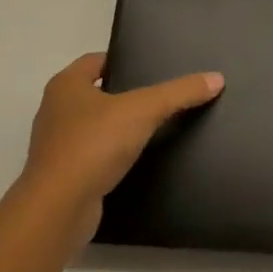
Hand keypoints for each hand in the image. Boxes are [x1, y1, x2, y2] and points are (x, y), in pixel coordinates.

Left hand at [17, 53, 224, 245]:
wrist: (57, 211)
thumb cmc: (94, 144)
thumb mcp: (144, 110)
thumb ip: (179, 92)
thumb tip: (217, 78)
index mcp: (66, 85)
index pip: (97, 60)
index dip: (123, 60)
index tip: (151, 67)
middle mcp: (55, 110)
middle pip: (95, 92)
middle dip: (123, 93)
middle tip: (158, 95)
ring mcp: (55, 146)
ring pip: (93, 126)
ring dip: (116, 127)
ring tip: (152, 127)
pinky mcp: (62, 177)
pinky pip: (92, 157)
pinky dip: (110, 156)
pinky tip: (135, 160)